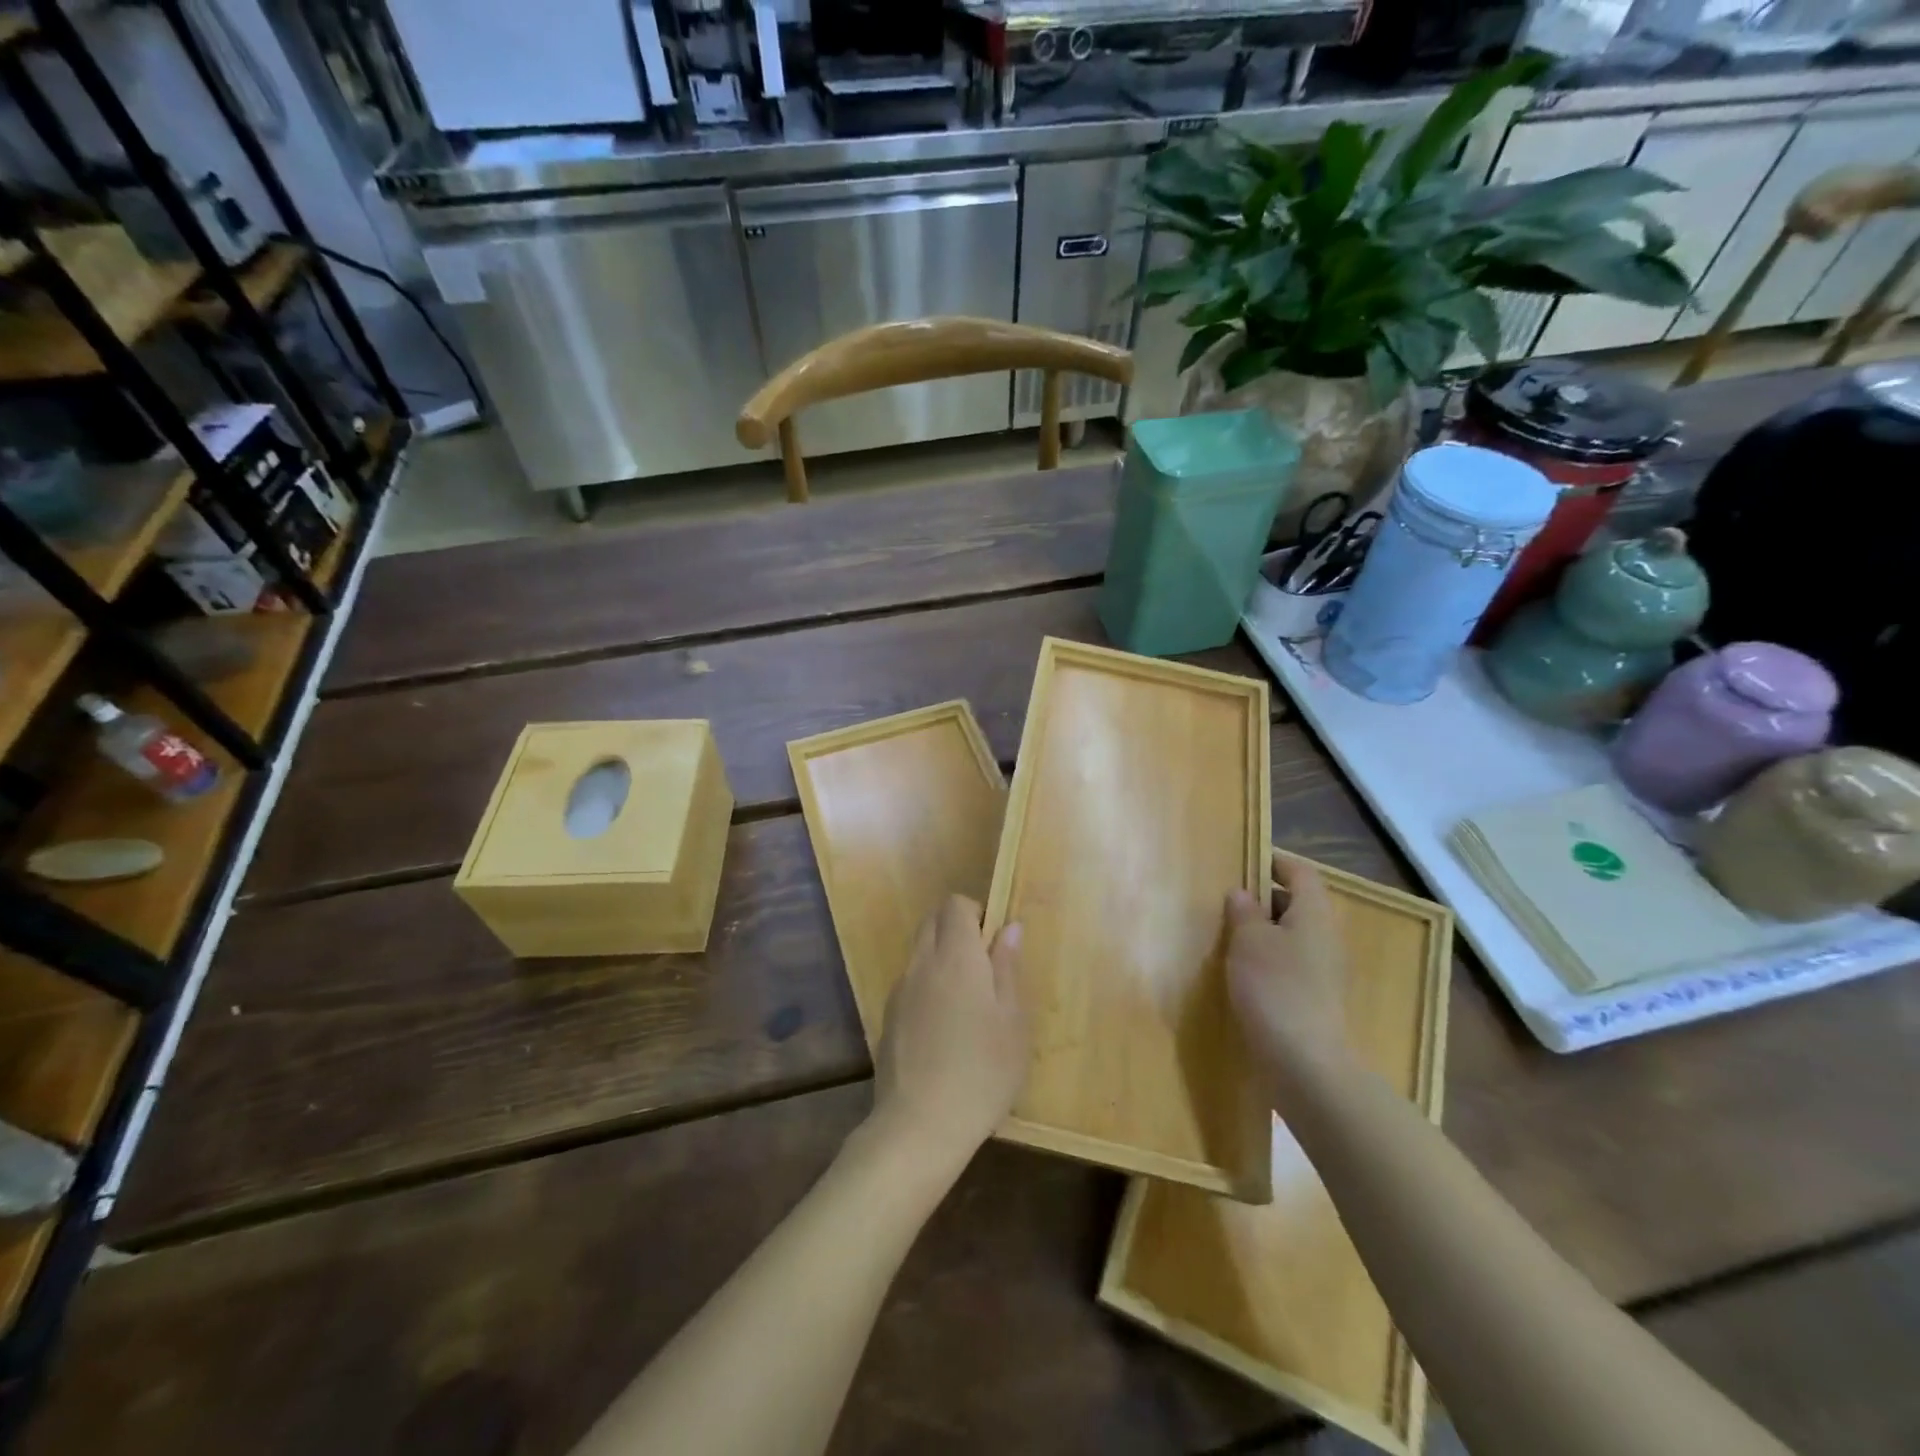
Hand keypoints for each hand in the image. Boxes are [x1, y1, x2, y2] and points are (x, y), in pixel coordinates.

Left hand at [869, 895, 1028, 1172]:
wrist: (919, 1125)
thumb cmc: (982, 1072)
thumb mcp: (1012, 1022)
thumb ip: (1008, 968)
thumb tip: (1009, 927)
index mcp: (956, 957)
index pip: (955, 905)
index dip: (976, 911)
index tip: (995, 941)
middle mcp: (922, 963)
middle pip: (932, 920)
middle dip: (957, 927)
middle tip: (986, 966)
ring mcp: (900, 990)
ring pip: (919, 950)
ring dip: (942, 956)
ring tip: (968, 1000)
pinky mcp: (889, 1016)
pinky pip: (910, 980)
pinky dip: (928, 983)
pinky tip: (944, 1027)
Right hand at [1226, 852, 1347, 1097]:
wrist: (1305, 1063)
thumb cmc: (1275, 988)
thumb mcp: (1249, 941)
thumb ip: (1244, 912)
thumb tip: (1243, 894)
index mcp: (1314, 914)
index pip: (1301, 872)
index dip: (1274, 862)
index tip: (1244, 862)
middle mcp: (1325, 937)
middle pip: (1298, 903)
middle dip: (1264, 899)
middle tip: (1227, 902)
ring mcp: (1323, 971)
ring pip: (1292, 936)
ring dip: (1263, 932)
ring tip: (1228, 936)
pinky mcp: (1315, 999)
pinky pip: (1290, 964)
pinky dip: (1268, 960)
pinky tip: (1241, 973)